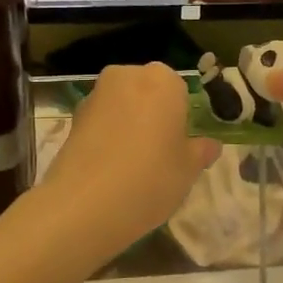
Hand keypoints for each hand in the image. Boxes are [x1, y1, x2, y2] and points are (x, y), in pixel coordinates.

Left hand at [37, 62, 219, 257]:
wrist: (85, 205)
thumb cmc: (150, 178)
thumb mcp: (188, 169)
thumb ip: (201, 151)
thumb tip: (209, 145)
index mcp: (162, 80)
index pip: (180, 89)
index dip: (181, 117)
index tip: (180, 144)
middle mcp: (126, 77)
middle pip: (147, 92)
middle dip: (153, 114)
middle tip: (159, 152)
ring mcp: (95, 95)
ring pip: (122, 106)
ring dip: (128, 125)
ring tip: (132, 164)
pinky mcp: (72, 118)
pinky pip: (101, 122)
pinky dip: (107, 136)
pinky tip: (110, 168)